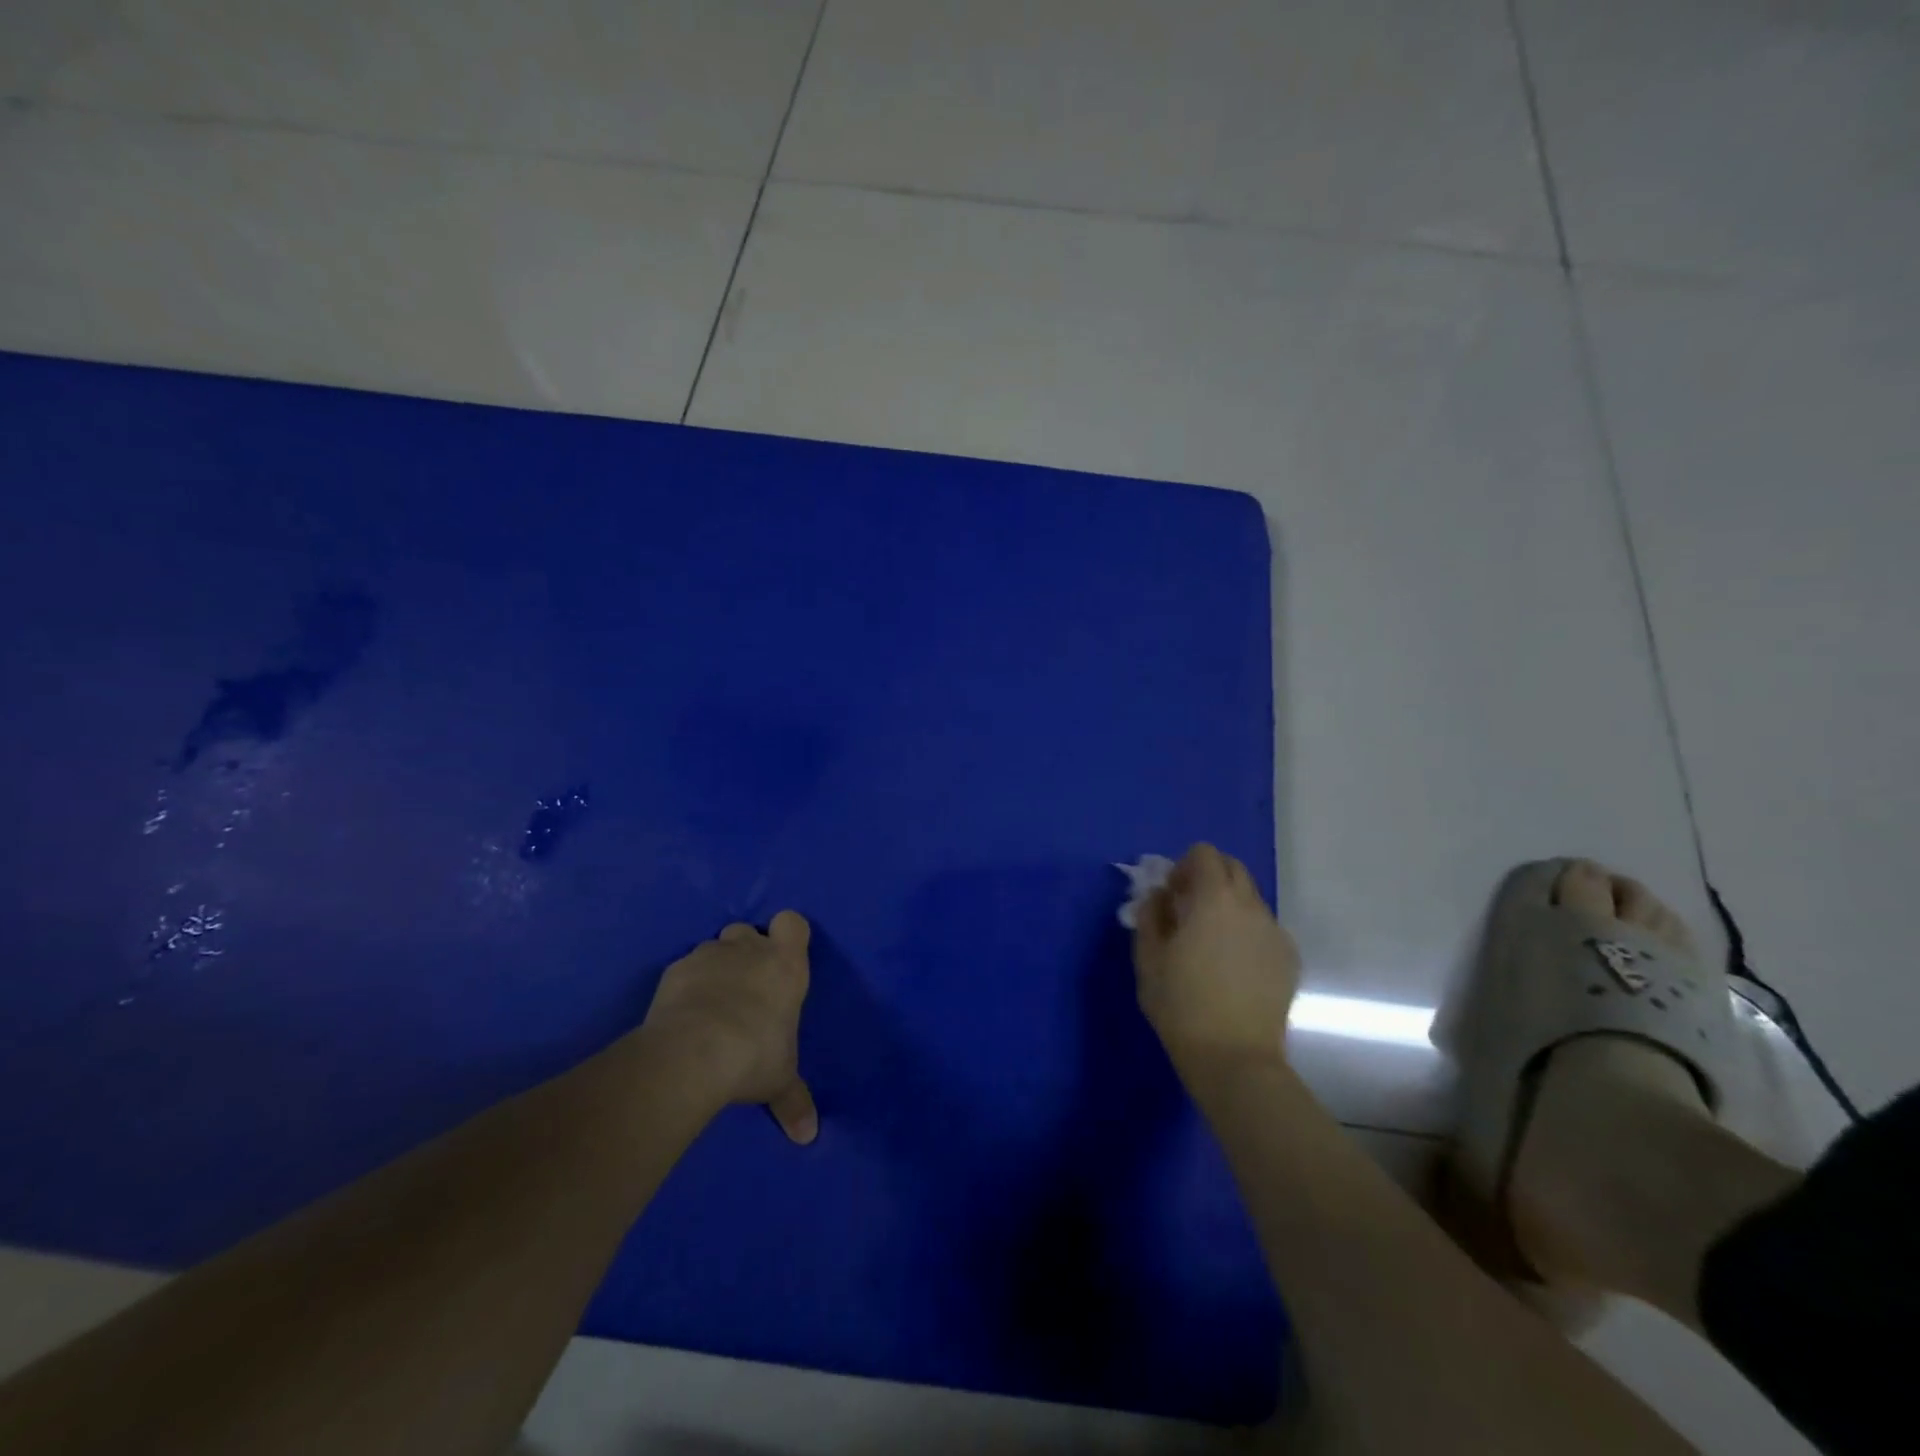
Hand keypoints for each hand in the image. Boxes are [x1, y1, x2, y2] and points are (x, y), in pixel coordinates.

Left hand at [641, 911, 817, 1143]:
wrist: (693, 1053)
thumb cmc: (753, 1055)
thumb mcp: (780, 1080)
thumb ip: (794, 1100)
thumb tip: (809, 1135)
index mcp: (786, 964)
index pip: (793, 923)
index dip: (788, 935)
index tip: (782, 958)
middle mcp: (749, 949)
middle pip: (748, 931)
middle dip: (745, 952)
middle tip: (745, 989)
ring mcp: (709, 955)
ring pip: (714, 948)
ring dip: (715, 968)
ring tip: (710, 1005)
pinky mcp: (674, 970)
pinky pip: (684, 969)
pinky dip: (685, 985)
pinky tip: (683, 1014)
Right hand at [1133, 844, 1299, 1074]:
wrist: (1235, 1059)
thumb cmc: (1181, 1006)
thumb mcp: (1148, 959)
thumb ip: (1150, 916)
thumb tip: (1158, 897)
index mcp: (1214, 899)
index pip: (1205, 854)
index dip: (1184, 866)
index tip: (1170, 894)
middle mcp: (1251, 906)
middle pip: (1233, 869)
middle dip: (1208, 878)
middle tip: (1187, 910)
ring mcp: (1275, 932)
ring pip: (1250, 900)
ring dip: (1228, 905)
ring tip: (1210, 943)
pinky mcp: (1289, 958)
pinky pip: (1264, 928)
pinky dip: (1246, 932)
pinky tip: (1232, 966)